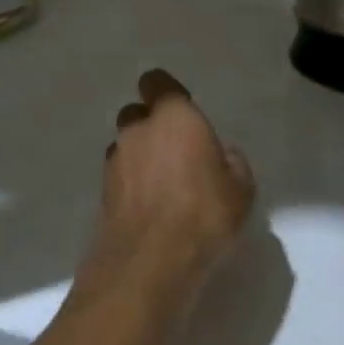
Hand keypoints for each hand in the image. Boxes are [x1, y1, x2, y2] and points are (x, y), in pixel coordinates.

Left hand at [73, 69, 255, 313]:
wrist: (149, 262)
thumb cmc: (203, 213)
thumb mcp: (240, 190)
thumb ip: (232, 163)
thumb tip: (222, 155)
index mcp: (173, 117)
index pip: (157, 83)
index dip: (166, 92)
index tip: (181, 109)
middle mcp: (137, 130)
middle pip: (137, 114)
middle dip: (151, 126)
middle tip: (176, 151)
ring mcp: (115, 161)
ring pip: (125, 145)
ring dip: (139, 156)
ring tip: (163, 185)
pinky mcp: (102, 192)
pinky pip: (120, 176)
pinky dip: (131, 184)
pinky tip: (150, 208)